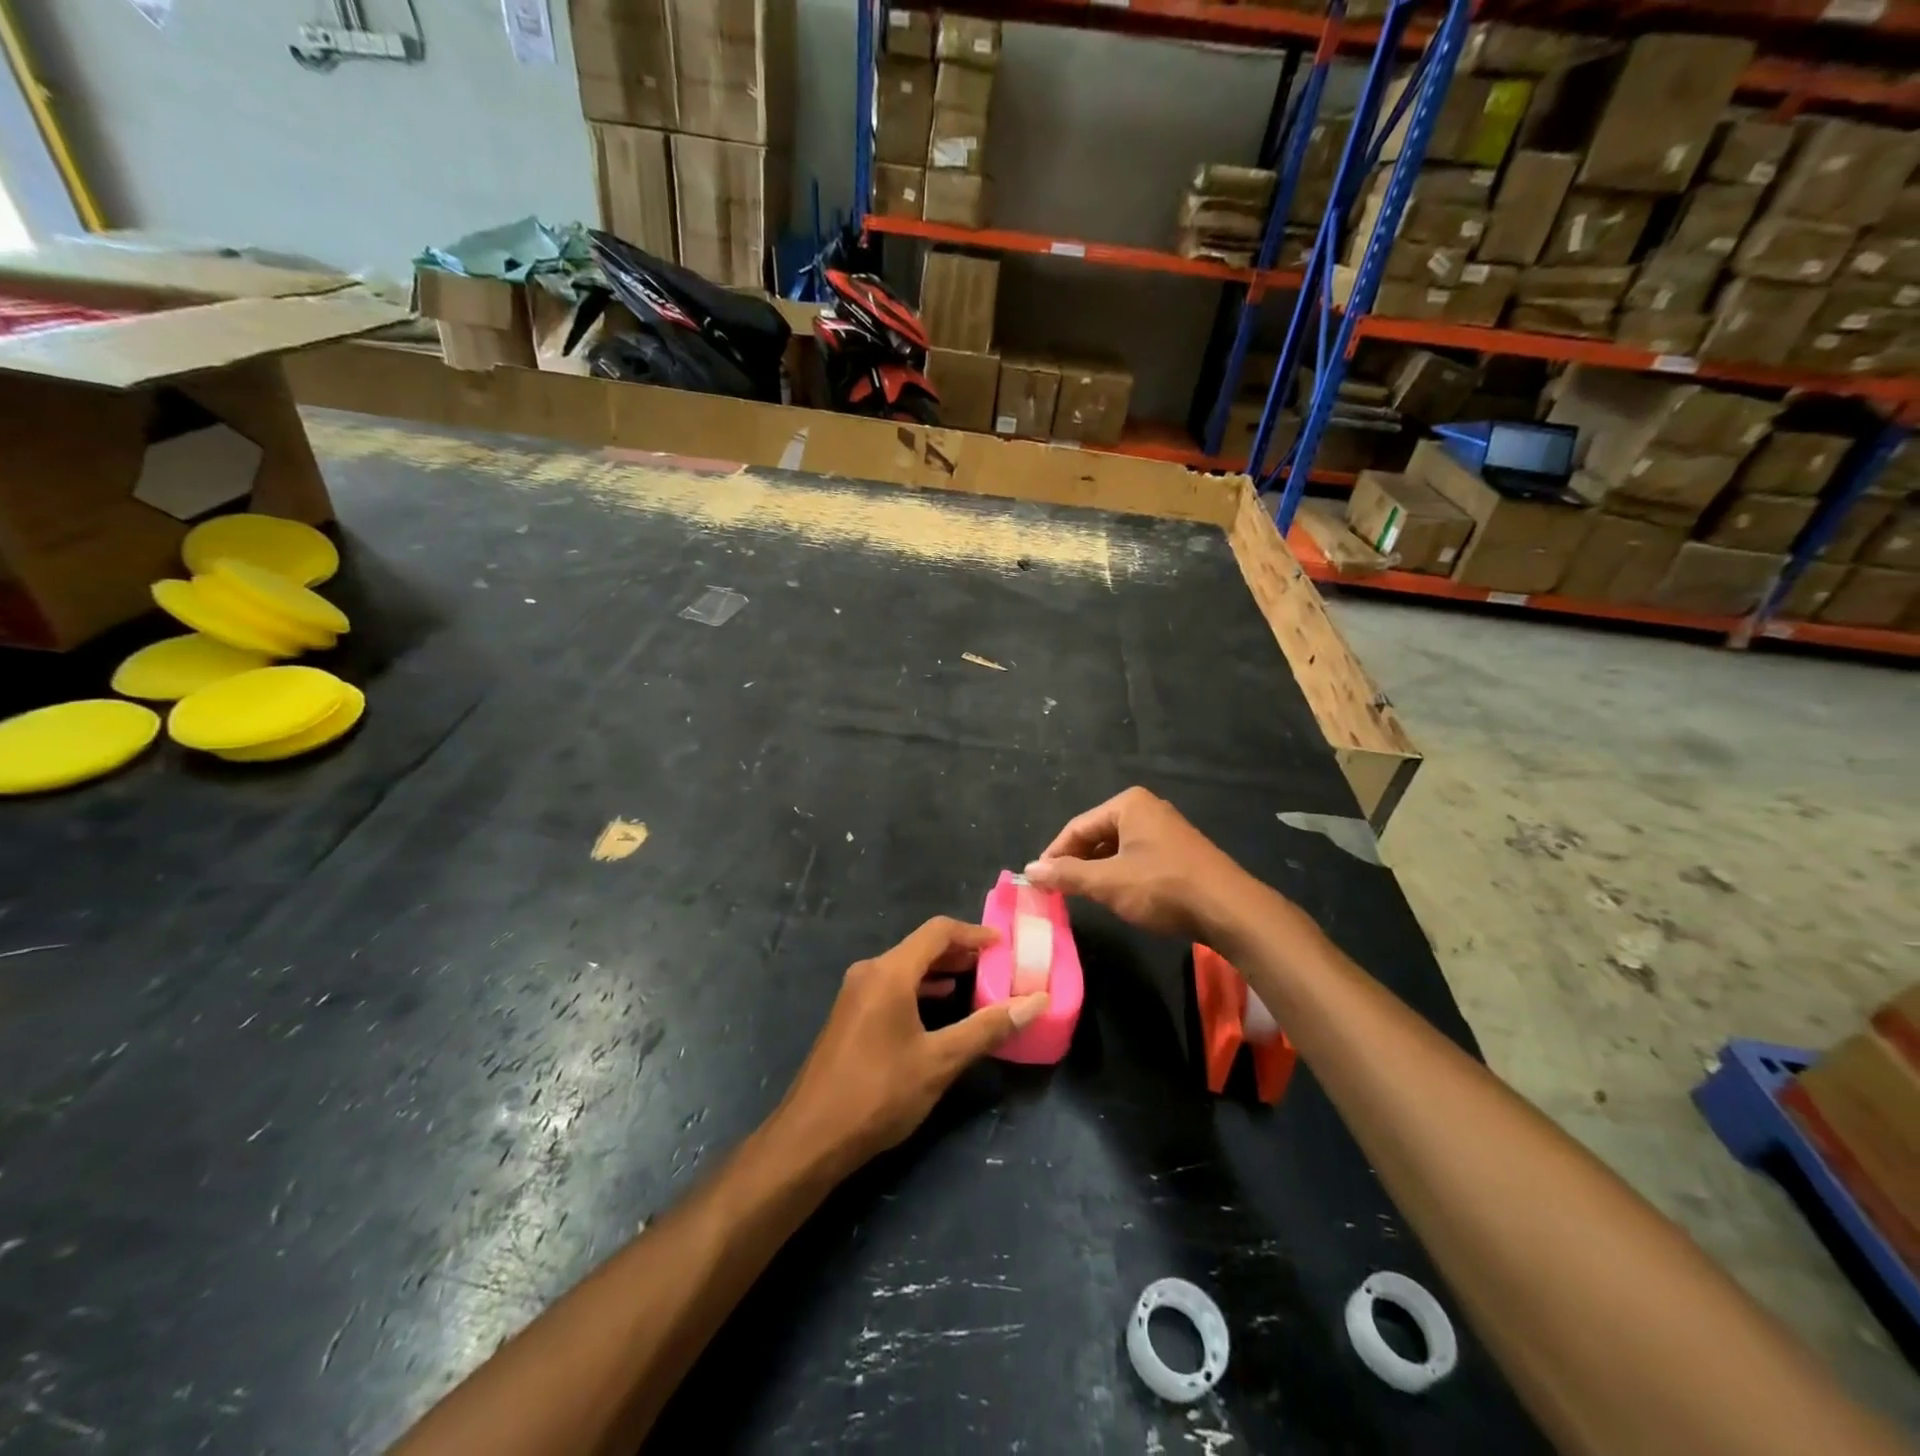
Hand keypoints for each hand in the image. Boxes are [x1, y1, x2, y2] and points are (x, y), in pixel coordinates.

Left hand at [775, 917, 1047, 1174]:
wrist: (812, 1137)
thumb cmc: (879, 1093)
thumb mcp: (940, 1061)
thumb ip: (987, 1028)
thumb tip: (1036, 1002)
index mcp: (889, 972)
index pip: (938, 931)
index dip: (974, 933)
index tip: (1005, 944)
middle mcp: (869, 972)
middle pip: (921, 946)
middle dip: (960, 951)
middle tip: (997, 964)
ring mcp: (855, 993)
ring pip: (905, 967)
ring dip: (940, 970)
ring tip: (975, 981)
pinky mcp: (850, 1014)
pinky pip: (891, 985)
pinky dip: (920, 987)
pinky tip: (939, 1004)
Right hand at [1023, 786, 1253, 941]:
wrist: (1229, 910)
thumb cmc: (1163, 888)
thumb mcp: (1108, 883)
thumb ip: (1067, 875)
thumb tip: (1029, 870)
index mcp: (1128, 804)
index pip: (1077, 828)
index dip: (1054, 855)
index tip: (1038, 882)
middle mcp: (1147, 809)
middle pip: (1096, 835)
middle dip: (1076, 863)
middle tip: (1058, 891)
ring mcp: (1166, 830)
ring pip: (1116, 849)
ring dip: (1097, 871)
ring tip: (1083, 896)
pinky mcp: (1179, 852)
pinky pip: (1137, 857)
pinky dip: (1120, 875)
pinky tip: (1117, 896)